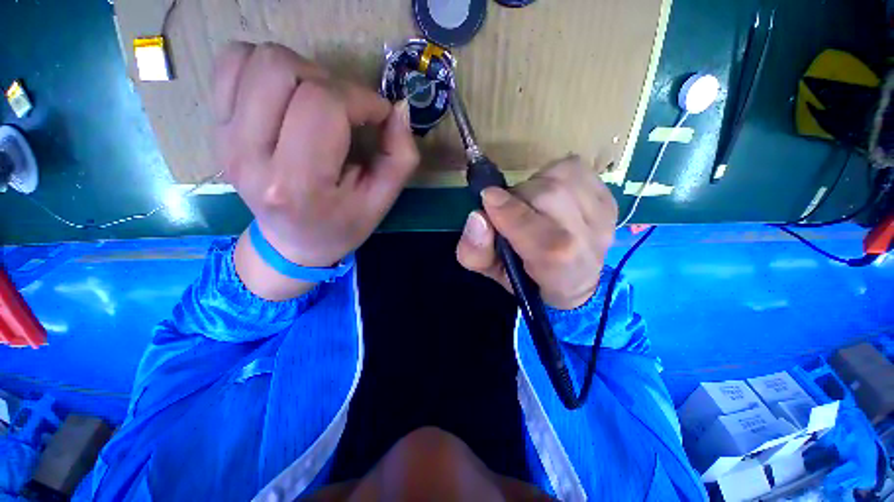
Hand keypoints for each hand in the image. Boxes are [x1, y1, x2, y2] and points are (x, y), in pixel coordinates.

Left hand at [214, 42, 418, 298]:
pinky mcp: (215, 128)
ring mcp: (225, 139)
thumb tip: (397, 110)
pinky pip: (231, 63)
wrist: (292, 244)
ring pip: (256, 59)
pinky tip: (287, 96)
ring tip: (318, 103)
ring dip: (300, 71)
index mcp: (299, 184)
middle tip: (348, 111)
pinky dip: (264, 66)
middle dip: (331, 83)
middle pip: (284, 71)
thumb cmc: (342, 225)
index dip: (362, 99)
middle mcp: (251, 156)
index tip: (379, 116)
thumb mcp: (382, 202)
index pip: (324, 105)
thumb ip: (400, 158)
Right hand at [456, 158, 617, 309]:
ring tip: (532, 205)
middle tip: (510, 211)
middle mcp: (592, 243)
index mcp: (561, 272)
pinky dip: (553, 176)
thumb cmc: (527, 278)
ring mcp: (605, 216)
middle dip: (517, 197)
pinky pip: (574, 168)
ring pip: (561, 176)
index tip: (487, 198)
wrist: (574, 278)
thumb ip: (476, 251)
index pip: (546, 241)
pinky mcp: (609, 197)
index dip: (512, 214)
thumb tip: (477, 217)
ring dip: (534, 185)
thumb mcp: (491, 272)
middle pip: (550, 197)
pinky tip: (552, 196)